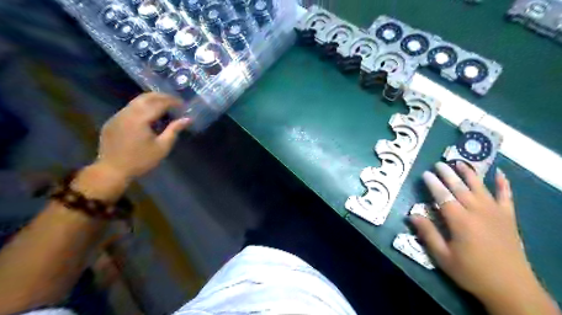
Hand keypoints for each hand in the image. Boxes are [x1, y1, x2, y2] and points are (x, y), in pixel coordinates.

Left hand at [92, 92, 186, 182]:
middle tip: (175, 101)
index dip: (172, 101)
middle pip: (146, 97)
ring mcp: (117, 116)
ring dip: (151, 101)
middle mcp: (127, 113)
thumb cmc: (141, 160)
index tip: (183, 104)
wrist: (112, 170)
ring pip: (136, 101)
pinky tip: (149, 116)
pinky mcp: (113, 121)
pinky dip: (142, 107)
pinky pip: (129, 109)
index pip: (159, 103)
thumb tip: (187, 119)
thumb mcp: (162, 147)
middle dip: (162, 97)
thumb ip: (174, 130)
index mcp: (140, 119)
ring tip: (164, 106)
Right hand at [412, 162, 558, 314]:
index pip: (443, 196)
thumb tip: (412, 215)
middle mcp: (478, 212)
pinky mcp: (509, 218)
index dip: (433, 184)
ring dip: (470, 174)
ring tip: (461, 162)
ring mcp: (496, 213)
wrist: (511, 289)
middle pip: (460, 188)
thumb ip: (428, 234)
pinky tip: (500, 173)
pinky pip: (507, 197)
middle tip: (439, 164)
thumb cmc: (472, 272)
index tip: (426, 173)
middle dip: (448, 174)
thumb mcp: (443, 257)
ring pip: (480, 188)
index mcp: (460, 221)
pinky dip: (504, 184)